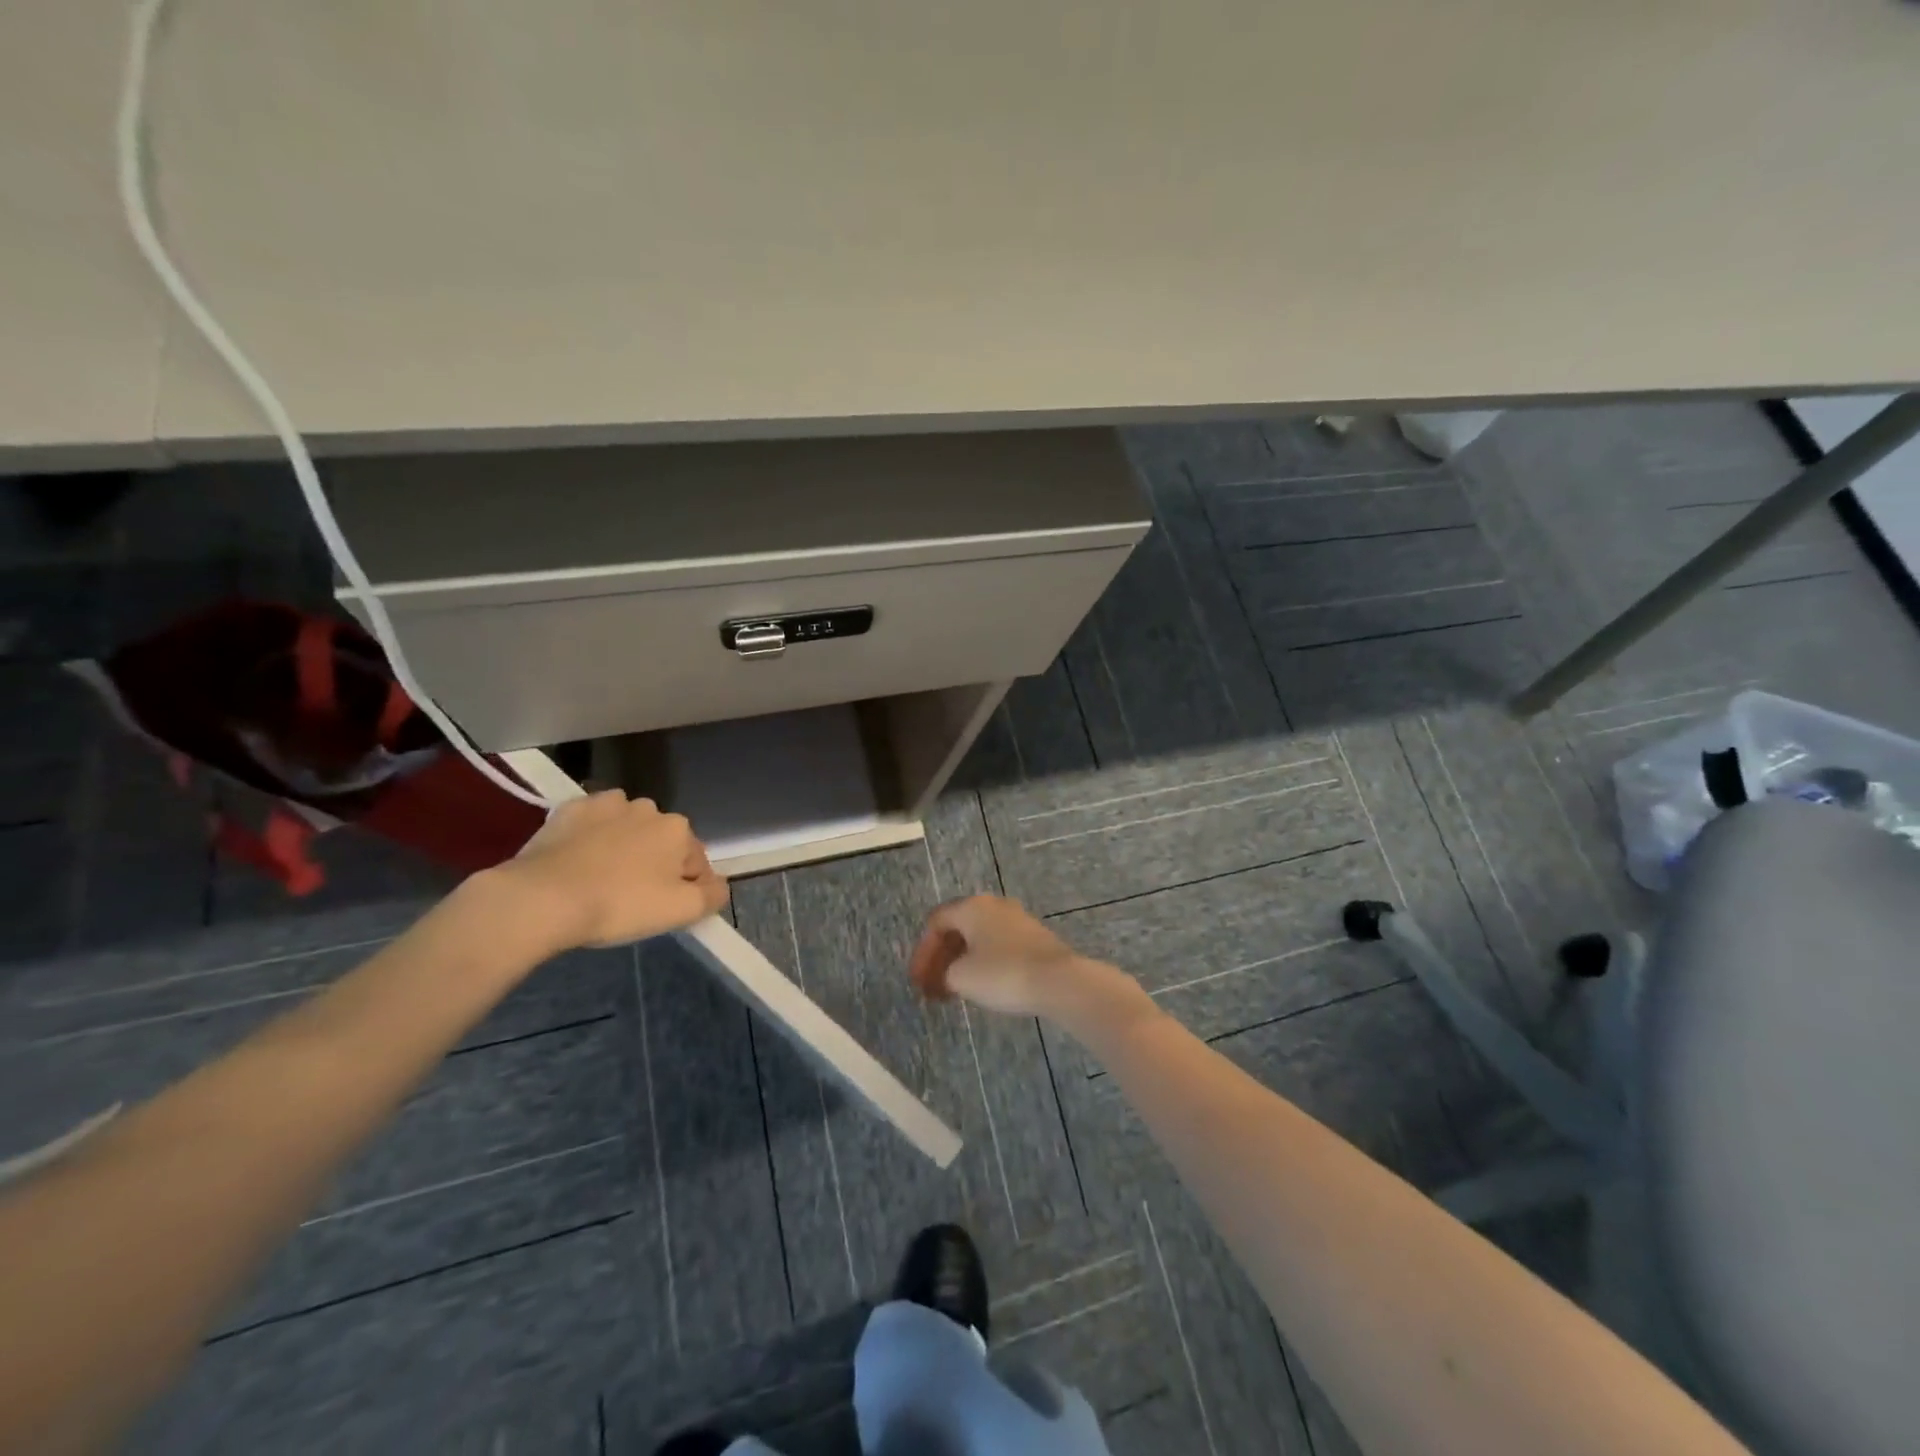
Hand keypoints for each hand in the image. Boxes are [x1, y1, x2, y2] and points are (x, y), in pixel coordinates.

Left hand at [497, 791, 727, 949]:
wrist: (542, 898)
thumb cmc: (620, 905)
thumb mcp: (680, 911)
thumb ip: (712, 895)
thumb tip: (719, 885)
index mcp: (678, 830)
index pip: (696, 862)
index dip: (686, 888)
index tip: (664, 910)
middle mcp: (648, 808)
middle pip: (662, 841)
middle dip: (655, 863)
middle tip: (632, 897)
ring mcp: (607, 804)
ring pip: (627, 829)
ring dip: (624, 846)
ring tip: (602, 879)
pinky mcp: (570, 810)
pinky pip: (592, 824)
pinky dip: (591, 837)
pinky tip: (578, 862)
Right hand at [909, 895, 1147, 1028]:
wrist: (1058, 981)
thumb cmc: (1002, 974)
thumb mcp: (961, 977)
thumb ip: (945, 973)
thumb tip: (950, 974)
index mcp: (972, 906)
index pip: (936, 922)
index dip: (922, 952)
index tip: (918, 981)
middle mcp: (994, 905)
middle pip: (957, 928)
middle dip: (941, 959)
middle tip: (932, 987)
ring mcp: (1017, 919)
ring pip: (978, 938)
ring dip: (961, 963)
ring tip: (953, 991)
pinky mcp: (1034, 937)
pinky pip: (998, 946)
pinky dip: (983, 964)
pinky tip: (982, 986)